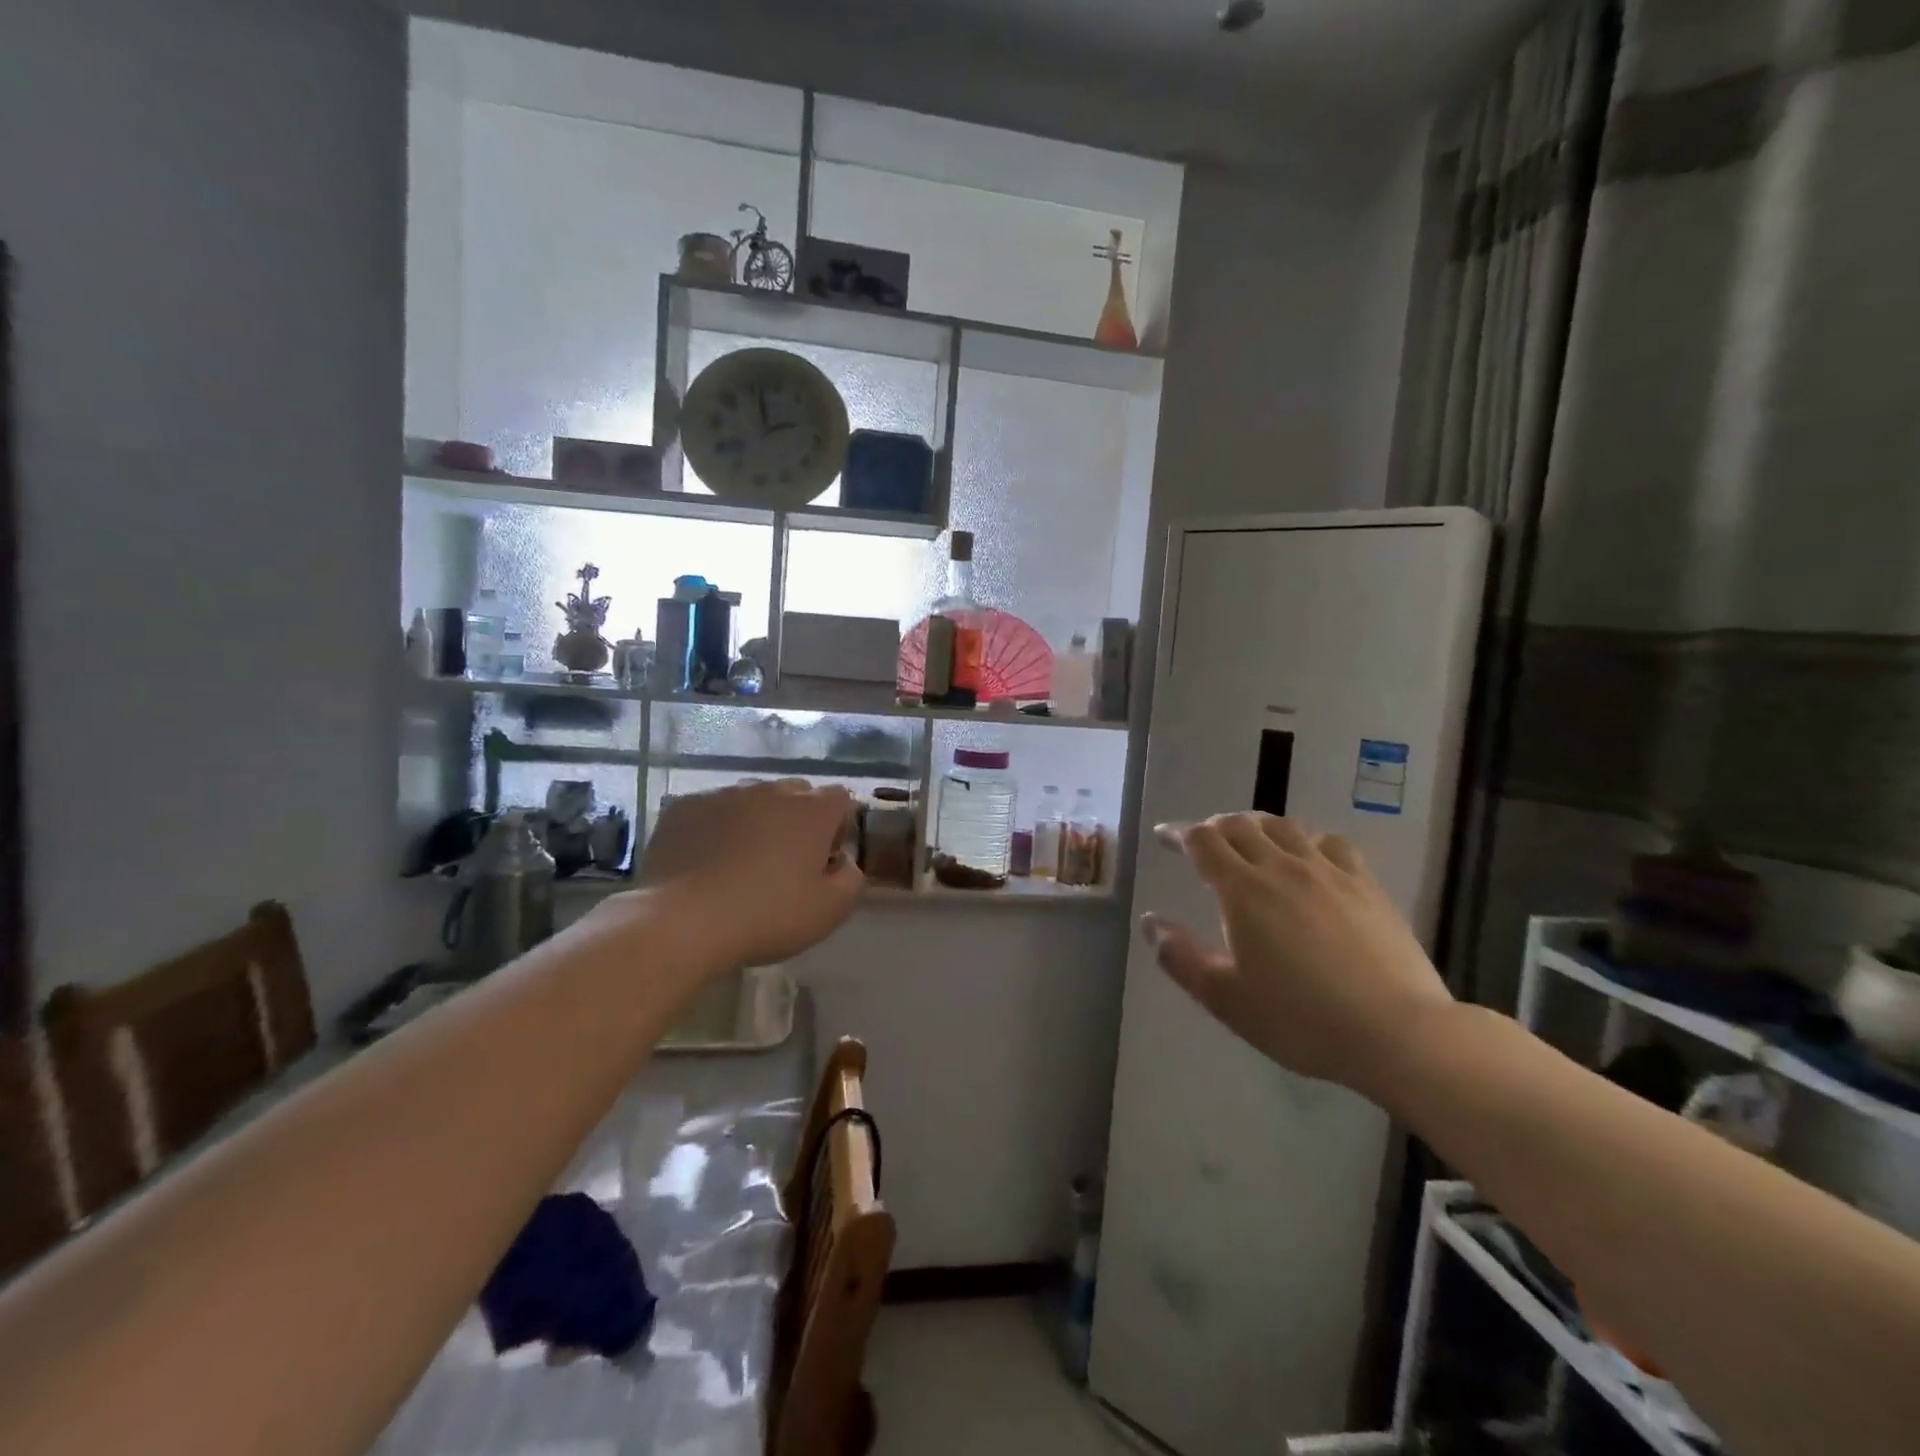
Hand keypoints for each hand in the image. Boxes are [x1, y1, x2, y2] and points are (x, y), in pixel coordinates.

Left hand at [628, 780, 863, 968]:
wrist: (683, 922)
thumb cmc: (767, 916)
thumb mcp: (829, 911)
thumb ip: (851, 879)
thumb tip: (843, 861)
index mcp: (811, 811)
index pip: (840, 798)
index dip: (838, 826)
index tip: (825, 858)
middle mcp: (770, 790)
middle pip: (796, 793)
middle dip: (798, 818)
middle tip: (786, 860)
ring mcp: (724, 794)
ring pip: (752, 798)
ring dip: (756, 819)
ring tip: (742, 860)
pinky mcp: (684, 807)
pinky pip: (711, 809)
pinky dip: (716, 826)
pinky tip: (705, 860)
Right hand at [1141, 813, 1453, 1094]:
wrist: (1397, 1033)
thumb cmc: (1300, 1019)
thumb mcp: (1225, 998)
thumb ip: (1181, 957)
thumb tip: (1151, 922)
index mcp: (1243, 890)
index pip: (1202, 842)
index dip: (1178, 833)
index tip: (1164, 837)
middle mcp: (1282, 867)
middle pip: (1240, 825)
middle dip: (1214, 827)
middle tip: (1202, 840)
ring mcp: (1328, 871)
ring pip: (1284, 827)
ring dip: (1257, 826)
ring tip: (1249, 839)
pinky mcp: (1365, 885)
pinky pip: (1331, 842)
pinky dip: (1307, 838)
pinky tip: (1309, 854)